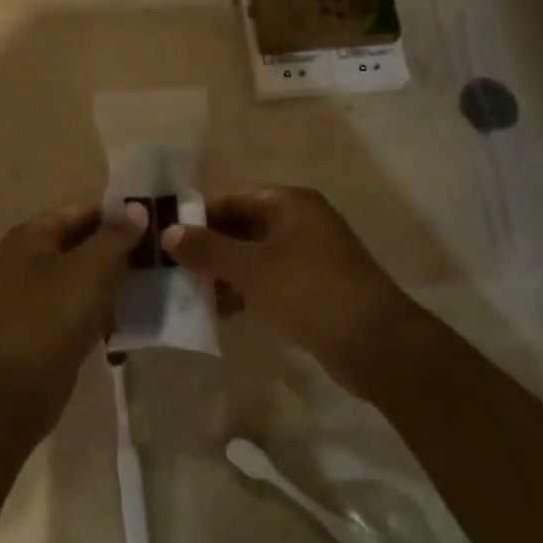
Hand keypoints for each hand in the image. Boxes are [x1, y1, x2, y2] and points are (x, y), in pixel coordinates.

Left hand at [0, 201, 147, 439]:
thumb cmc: (49, 318)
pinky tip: (142, 315)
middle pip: (87, 243)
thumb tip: (138, 208)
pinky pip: (87, 307)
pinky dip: (110, 309)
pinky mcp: (52, 327)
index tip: (162, 221)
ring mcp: (41, 296)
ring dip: (121, 280)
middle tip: (168, 253)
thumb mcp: (88, 270)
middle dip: (125, 248)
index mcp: (34, 236)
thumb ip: (116, 237)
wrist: (13, 392)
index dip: (122, 214)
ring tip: (164, 281)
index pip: (85, 211)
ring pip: (90, 277)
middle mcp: (34, 260)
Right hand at [162, 187, 415, 395]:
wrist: (377, 345)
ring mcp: (311, 255)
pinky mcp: (315, 287)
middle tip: (172, 268)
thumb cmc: (308, 292)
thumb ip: (207, 249)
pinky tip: (222, 312)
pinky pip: (270, 280)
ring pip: (255, 255)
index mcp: (289, 203)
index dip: (198, 215)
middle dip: (209, 247)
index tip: (165, 235)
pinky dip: (247, 290)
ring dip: (225, 272)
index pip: (232, 197)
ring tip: (190, 293)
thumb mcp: (250, 269)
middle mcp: (301, 221)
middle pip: (242, 226)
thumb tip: (168, 233)